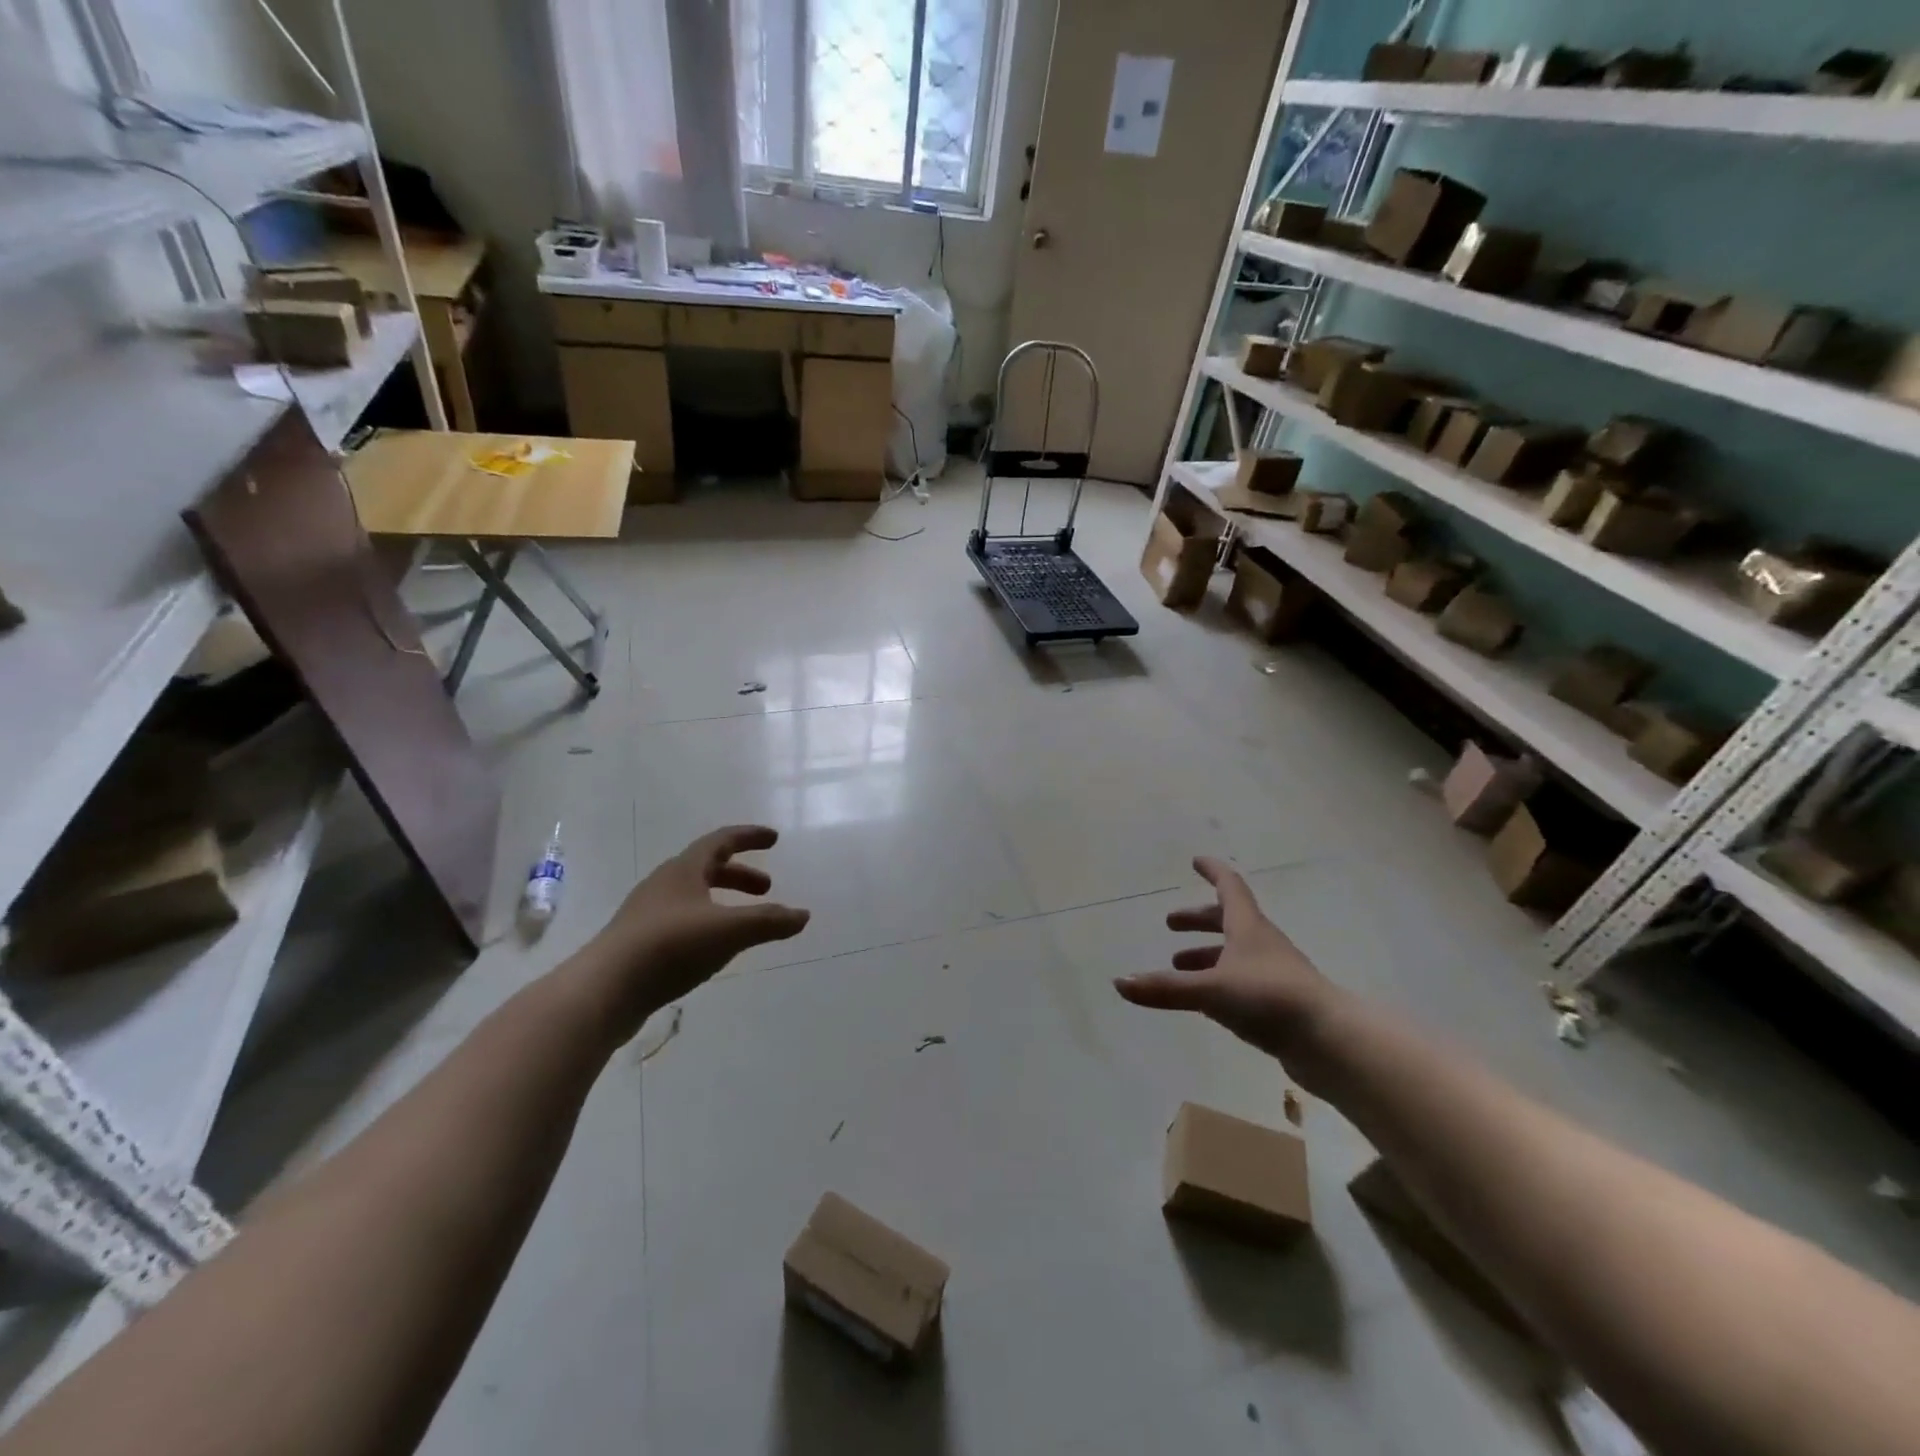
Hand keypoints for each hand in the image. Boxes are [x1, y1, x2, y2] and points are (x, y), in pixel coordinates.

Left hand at [575, 825, 809, 1034]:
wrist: (603, 991)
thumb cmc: (670, 947)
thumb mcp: (729, 931)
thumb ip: (770, 922)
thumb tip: (803, 915)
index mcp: (684, 870)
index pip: (721, 841)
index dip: (749, 837)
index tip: (774, 839)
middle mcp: (663, 885)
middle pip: (708, 868)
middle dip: (740, 876)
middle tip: (767, 889)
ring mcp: (646, 914)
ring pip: (693, 896)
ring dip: (722, 901)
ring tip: (743, 923)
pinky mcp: (637, 944)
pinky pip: (680, 922)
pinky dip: (705, 924)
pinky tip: (712, 950)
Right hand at [1115, 857, 1337, 1065]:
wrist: (1332, 1041)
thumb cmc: (1270, 999)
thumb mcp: (1211, 991)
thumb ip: (1165, 988)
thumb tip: (1119, 982)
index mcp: (1249, 928)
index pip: (1229, 887)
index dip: (1212, 871)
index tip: (1195, 860)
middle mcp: (1262, 944)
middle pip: (1228, 921)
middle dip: (1198, 920)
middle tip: (1171, 925)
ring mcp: (1274, 974)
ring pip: (1235, 953)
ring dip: (1207, 954)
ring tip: (1179, 965)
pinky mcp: (1280, 1003)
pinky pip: (1243, 981)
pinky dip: (1219, 980)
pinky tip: (1207, 1000)